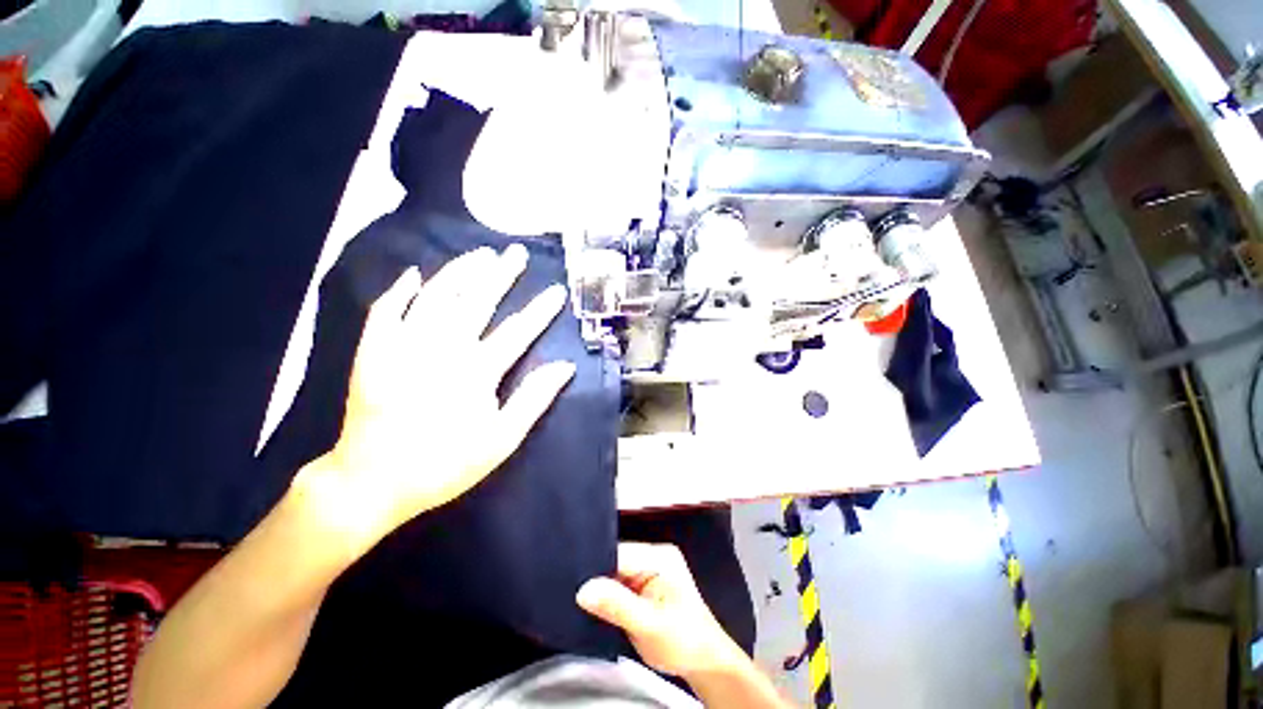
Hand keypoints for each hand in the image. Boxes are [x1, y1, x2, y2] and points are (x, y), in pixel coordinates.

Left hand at [294, 245, 572, 544]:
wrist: (372, 481)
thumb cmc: (445, 463)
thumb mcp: (502, 440)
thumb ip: (534, 399)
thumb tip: (565, 366)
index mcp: (476, 371)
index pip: (517, 331)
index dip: (541, 310)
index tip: (557, 290)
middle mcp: (441, 349)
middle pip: (476, 301)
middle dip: (501, 274)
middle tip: (517, 253)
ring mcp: (403, 345)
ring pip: (436, 296)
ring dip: (460, 271)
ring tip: (480, 253)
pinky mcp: (373, 351)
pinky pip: (385, 310)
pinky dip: (400, 290)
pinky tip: (415, 274)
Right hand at [576, 543, 747, 678]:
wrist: (705, 662)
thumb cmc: (683, 642)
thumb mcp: (649, 625)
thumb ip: (617, 605)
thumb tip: (584, 590)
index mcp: (659, 556)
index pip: (619, 553)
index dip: (596, 567)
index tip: (573, 582)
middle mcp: (653, 557)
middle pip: (615, 562)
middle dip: (597, 579)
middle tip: (574, 596)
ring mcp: (649, 571)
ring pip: (614, 575)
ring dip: (602, 591)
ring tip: (582, 603)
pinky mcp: (645, 586)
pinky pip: (619, 586)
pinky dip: (609, 599)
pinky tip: (597, 609)